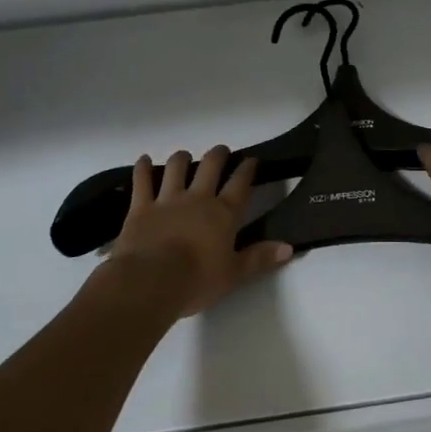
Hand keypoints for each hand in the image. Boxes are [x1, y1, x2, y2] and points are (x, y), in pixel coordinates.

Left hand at [99, 146, 291, 318]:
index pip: (240, 185)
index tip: (251, 160)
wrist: (151, 281)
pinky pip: (142, 181)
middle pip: (210, 167)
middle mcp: (198, 199)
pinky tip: (144, 159)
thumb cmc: (197, 281)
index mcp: (223, 214)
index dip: (247, 170)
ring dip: (182, 158)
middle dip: (218, 155)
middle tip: (221, 150)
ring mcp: (167, 199)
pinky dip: (143, 168)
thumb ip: (260, 258)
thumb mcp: (234, 274)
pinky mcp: (141, 207)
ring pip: (176, 168)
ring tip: (185, 155)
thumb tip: (289, 247)